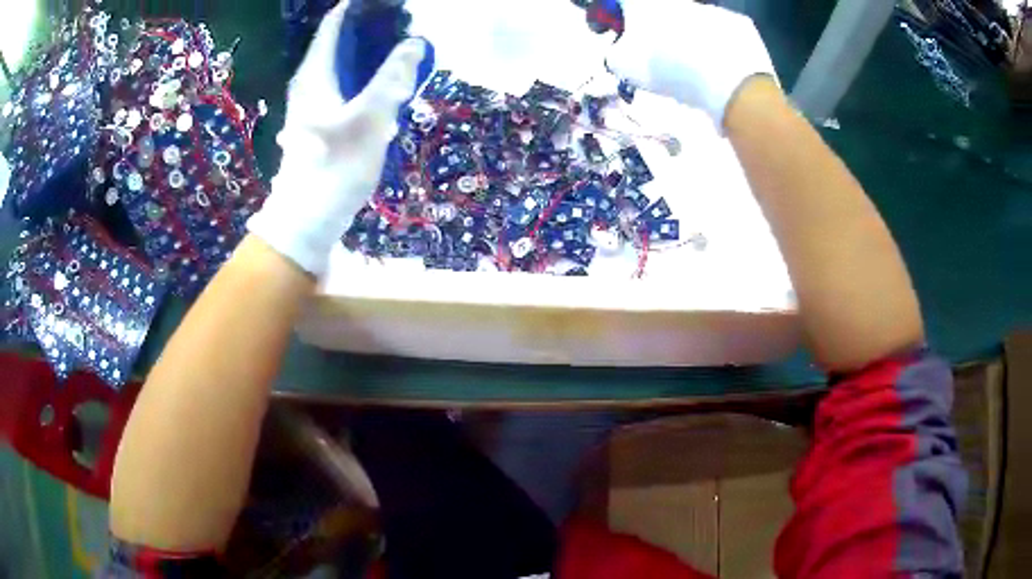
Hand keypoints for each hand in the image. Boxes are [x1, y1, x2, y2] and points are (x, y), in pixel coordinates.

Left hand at [248, 2, 426, 275]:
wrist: (309, 219)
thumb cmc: (335, 165)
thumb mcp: (370, 117)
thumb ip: (393, 77)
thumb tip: (414, 42)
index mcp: (315, 74)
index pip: (334, 25)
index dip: (355, 9)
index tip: (387, 4)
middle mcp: (309, 83)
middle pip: (339, 43)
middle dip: (369, 31)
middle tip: (403, 25)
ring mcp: (313, 104)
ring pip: (343, 66)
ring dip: (369, 56)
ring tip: (400, 51)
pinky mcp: (320, 122)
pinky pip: (345, 86)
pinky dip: (364, 79)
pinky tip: (385, 87)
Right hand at [606, 0, 777, 130]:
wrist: (731, 83)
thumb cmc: (670, 68)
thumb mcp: (624, 66)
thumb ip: (614, 52)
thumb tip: (621, 49)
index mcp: (644, 2)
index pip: (618, 2)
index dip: (609, 16)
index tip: (610, 32)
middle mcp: (676, 0)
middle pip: (654, 10)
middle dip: (649, 28)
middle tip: (652, 54)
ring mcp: (709, 8)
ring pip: (688, 21)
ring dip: (682, 37)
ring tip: (689, 68)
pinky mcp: (737, 23)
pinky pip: (717, 33)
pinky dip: (713, 47)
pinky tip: (715, 68)